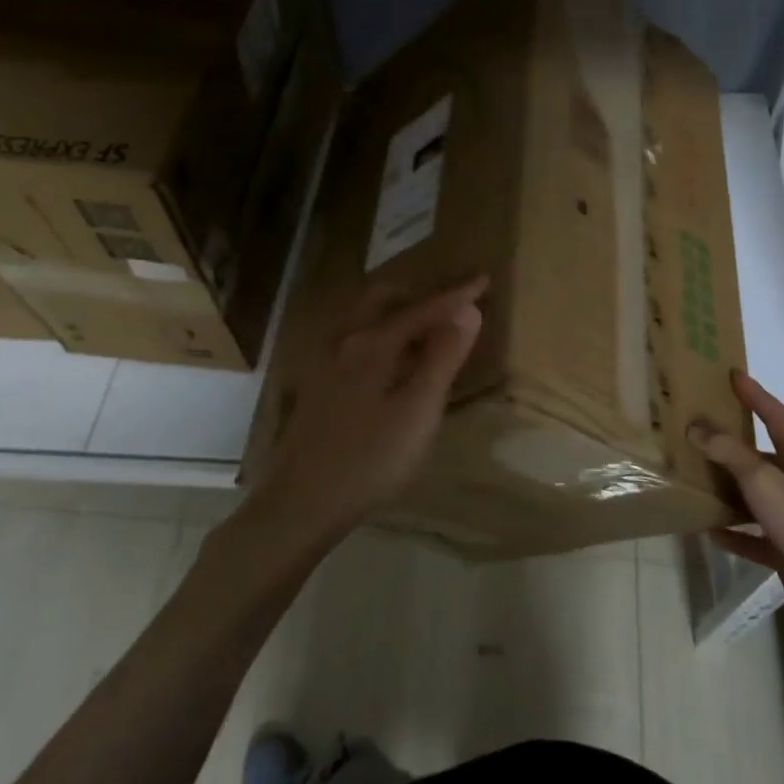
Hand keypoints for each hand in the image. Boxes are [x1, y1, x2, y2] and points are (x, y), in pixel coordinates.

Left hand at [251, 277, 486, 548]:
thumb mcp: (417, 410)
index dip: (456, 296)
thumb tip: (468, 311)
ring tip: (425, 329)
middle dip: (418, 295)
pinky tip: (391, 364)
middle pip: (383, 301)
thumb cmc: (369, 458)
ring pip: (365, 321)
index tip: (483, 280)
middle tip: (449, 304)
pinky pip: (356, 342)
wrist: (301, 503)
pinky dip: (381, 337)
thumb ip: (443, 358)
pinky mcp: (319, 387)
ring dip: (396, 314)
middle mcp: (346, 342)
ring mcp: (327, 364)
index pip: (423, 309)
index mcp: (373, 343)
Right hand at [690, 370, 783, 665]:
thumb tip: (695, 425)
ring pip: (755, 499)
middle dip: (733, 444)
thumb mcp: (766, 484)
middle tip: (698, 431)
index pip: (778, 420)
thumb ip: (730, 454)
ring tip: (694, 479)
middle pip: (763, 459)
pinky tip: (708, 532)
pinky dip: (732, 535)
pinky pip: (754, 540)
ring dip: (727, 490)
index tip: (732, 375)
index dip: (756, 396)